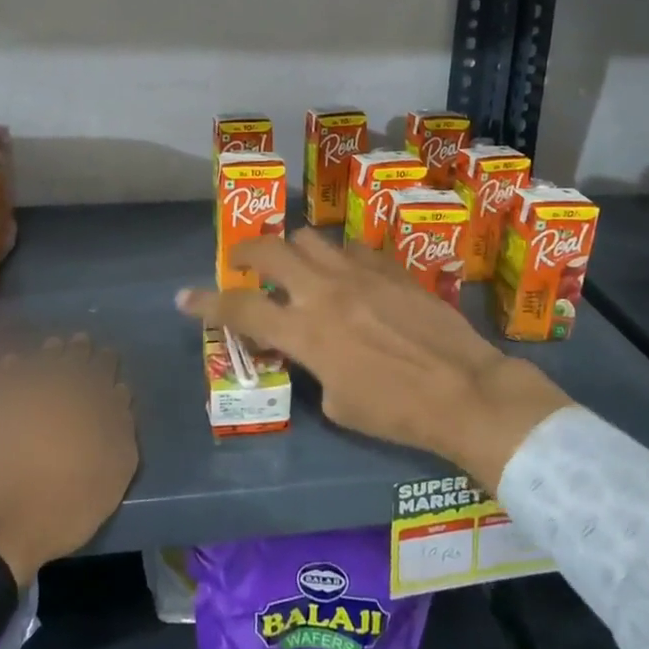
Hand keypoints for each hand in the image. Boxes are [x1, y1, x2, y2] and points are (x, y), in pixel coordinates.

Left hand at [0, 334, 137, 586]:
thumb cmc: (58, 509)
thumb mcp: (110, 478)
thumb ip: (121, 430)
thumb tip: (119, 394)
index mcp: (85, 401)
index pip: (100, 369)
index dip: (105, 361)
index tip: (107, 355)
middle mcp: (49, 387)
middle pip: (66, 359)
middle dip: (76, 350)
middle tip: (80, 343)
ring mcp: (8, 394)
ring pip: (34, 361)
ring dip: (45, 354)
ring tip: (52, 349)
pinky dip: (9, 367)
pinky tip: (12, 365)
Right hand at [176, 232, 574, 487]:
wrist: (464, 390)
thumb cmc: (396, 411)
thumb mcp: (338, 402)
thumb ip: (312, 365)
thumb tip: (309, 348)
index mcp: (305, 332)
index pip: (240, 308)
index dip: (206, 302)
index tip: (184, 297)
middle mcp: (323, 291)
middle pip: (269, 249)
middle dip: (245, 252)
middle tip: (242, 264)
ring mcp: (358, 271)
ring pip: (309, 237)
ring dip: (294, 250)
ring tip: (300, 268)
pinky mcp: (388, 266)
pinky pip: (351, 247)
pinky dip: (338, 258)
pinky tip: (349, 276)